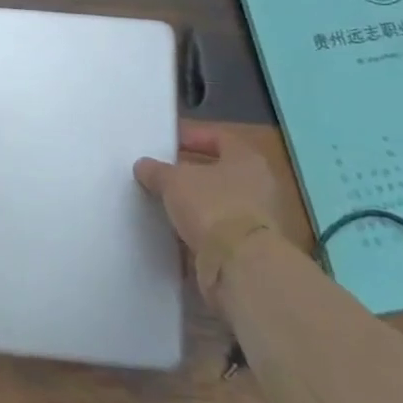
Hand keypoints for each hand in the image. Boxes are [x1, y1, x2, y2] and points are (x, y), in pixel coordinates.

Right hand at [134, 122, 279, 253]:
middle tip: (162, 173)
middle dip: (190, 173)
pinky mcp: (248, 247)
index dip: (192, 137)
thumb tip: (143, 165)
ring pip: (217, 203)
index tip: (166, 144)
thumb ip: (156, 170)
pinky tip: (173, 229)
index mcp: (247, 160)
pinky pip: (217, 230)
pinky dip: (197, 229)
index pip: (219, 138)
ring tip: (163, 202)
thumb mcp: (173, 181)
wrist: (240, 265)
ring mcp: (256, 219)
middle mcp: (258, 186)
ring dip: (193, 203)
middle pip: (218, 172)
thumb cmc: (211, 206)